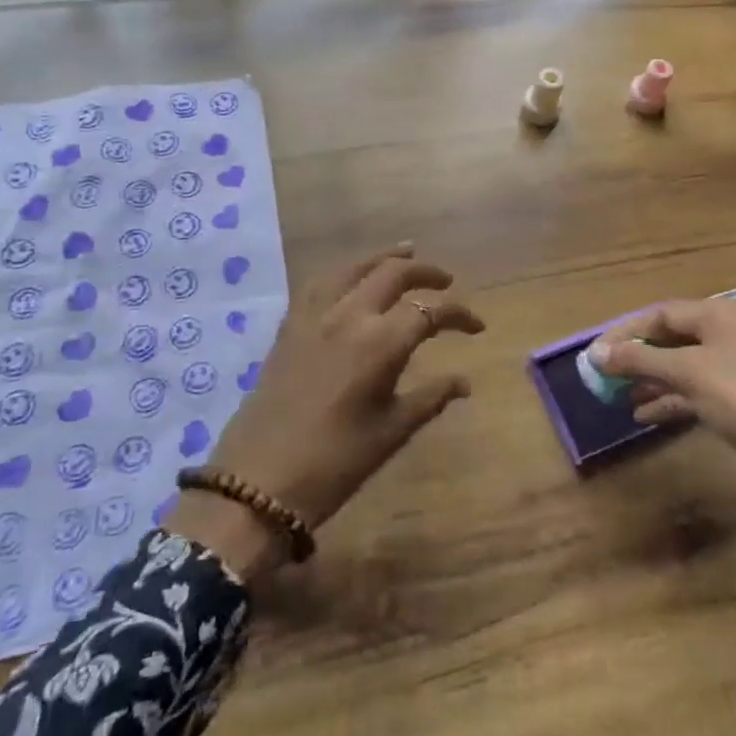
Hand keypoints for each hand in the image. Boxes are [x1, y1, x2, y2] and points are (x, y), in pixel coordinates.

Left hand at [166, 244, 483, 577]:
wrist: (258, 482)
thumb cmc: (334, 463)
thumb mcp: (391, 432)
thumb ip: (430, 398)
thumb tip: (463, 382)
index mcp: (379, 343)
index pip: (429, 312)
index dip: (459, 315)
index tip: (477, 327)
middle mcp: (348, 316)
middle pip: (392, 273)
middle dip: (425, 272)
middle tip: (446, 282)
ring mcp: (313, 316)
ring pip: (353, 267)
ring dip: (383, 258)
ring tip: (405, 253)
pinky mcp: (289, 326)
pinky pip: (320, 282)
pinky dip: (345, 272)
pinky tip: (352, 277)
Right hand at [591, 299, 735, 563]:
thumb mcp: (688, 373)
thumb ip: (640, 361)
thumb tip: (595, 353)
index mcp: (727, 314)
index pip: (664, 313)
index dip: (627, 331)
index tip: (596, 352)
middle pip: (677, 337)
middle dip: (640, 357)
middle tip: (607, 375)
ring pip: (690, 366)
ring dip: (655, 380)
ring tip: (621, 397)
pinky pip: (704, 390)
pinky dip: (676, 399)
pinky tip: (647, 416)